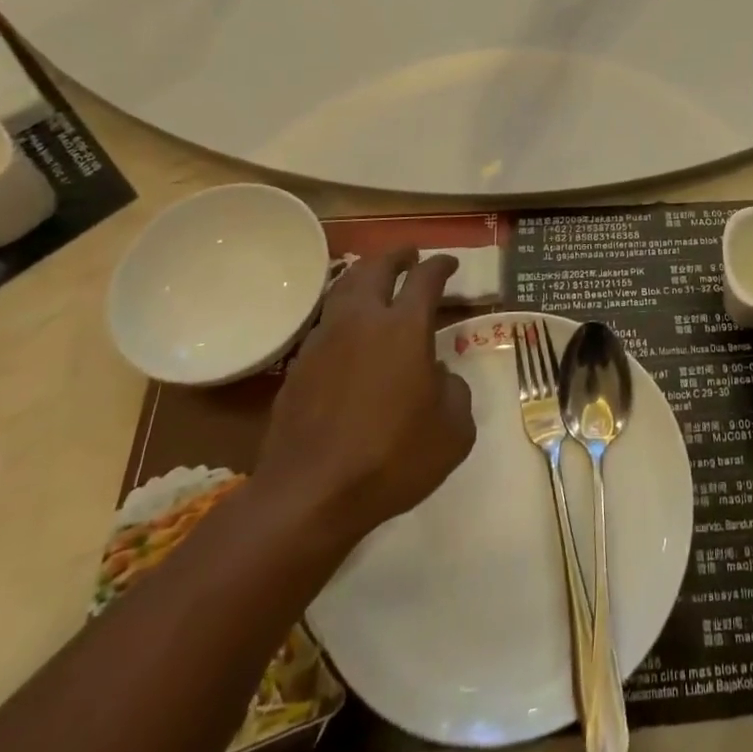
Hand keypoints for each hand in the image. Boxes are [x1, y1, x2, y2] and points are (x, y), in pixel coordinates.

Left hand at [254, 250, 474, 543]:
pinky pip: (325, 324)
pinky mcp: (298, 367)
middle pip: (375, 268)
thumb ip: (455, 392)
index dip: (441, 265)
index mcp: (405, 328)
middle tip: (409, 255)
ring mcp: (324, 341)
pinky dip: (342, 315)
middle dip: (396, 256)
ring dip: (363, 278)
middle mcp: (362, 321)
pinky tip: (349, 333)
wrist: (309, 496)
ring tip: (375, 282)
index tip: (449, 264)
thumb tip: (438, 376)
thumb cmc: (392, 458)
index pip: (425, 278)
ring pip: (342, 290)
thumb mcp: (453, 431)